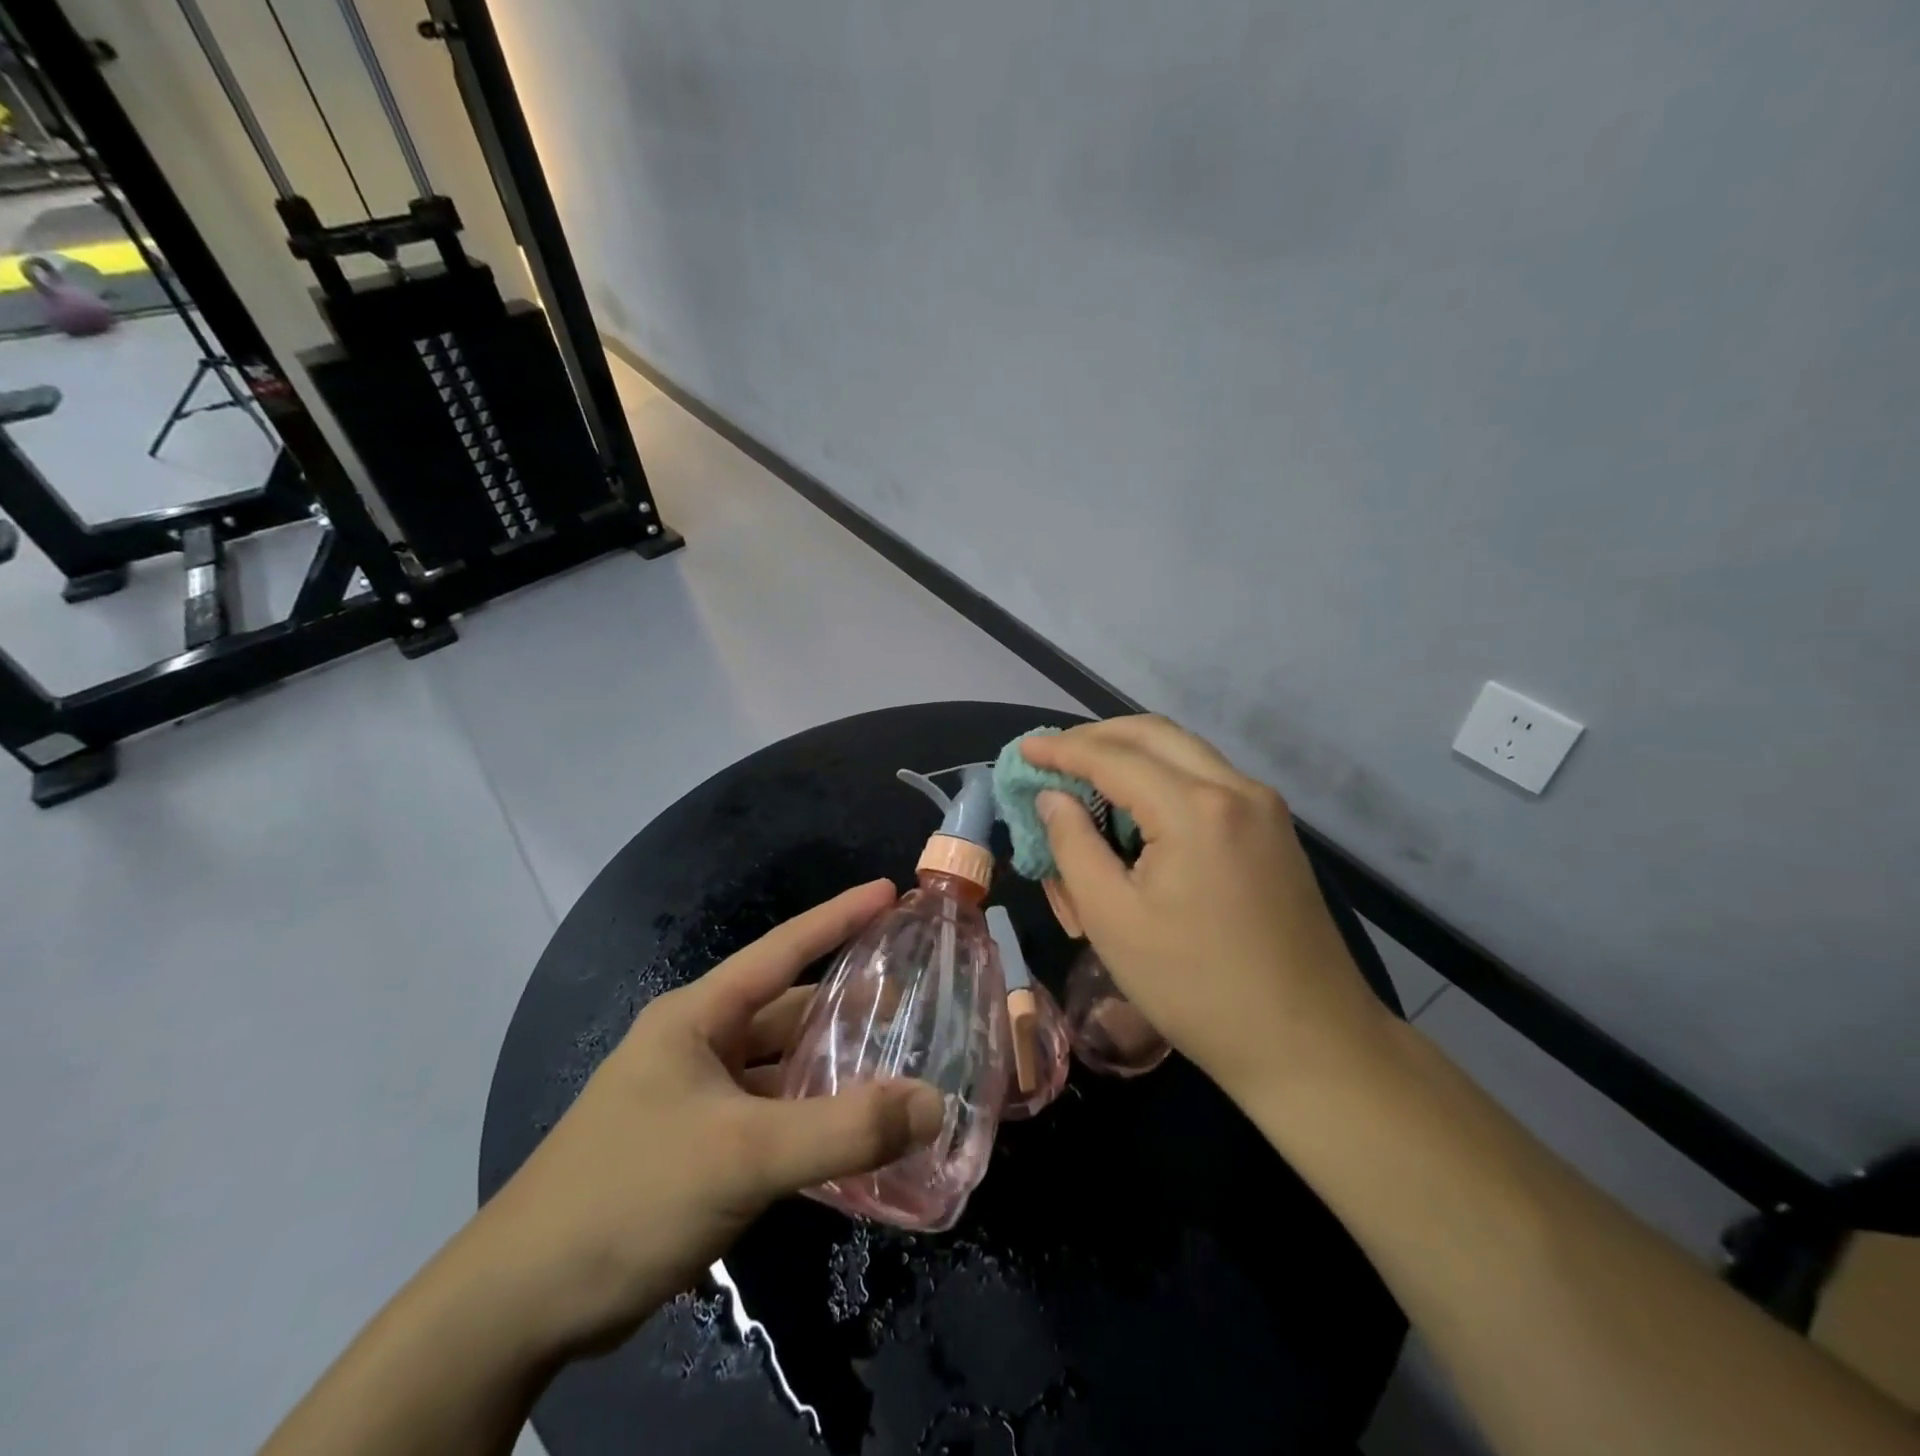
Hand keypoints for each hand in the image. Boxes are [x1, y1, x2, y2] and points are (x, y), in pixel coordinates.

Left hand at [471, 880, 943, 1352]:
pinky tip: (851, 1135)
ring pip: (780, 1068)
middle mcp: (698, 1045)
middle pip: (787, 1010)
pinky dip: (811, 1119)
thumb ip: (843, 1130)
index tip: (889, 891)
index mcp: (698, 1017)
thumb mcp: (743, 1156)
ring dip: (831, 1067)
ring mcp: (694, 1098)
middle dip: (847, 1002)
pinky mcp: (696, 1148)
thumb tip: (934, 1103)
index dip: (839, 916)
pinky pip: (771, 1117)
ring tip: (896, 1066)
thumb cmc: (630, 1195)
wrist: (519, 1306)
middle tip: (913, 999)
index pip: (783, 948)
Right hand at [1024, 717, 1394, 1103]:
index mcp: (1194, 809)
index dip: (1062, 750)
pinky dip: (1164, 775)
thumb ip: (1073, 845)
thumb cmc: (1195, 988)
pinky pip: (1208, 778)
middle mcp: (1236, 789)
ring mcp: (1264, 807)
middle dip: (1097, 736)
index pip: (1113, 757)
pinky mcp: (1275, 830)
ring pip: (1185, 751)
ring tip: (1087, 775)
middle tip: (1053, 756)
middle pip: (1155, 733)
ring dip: (1132, 752)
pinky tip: (1138, 806)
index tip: (1023, 750)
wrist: (1309, 1043)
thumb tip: (1053, 797)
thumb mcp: (1112, 919)